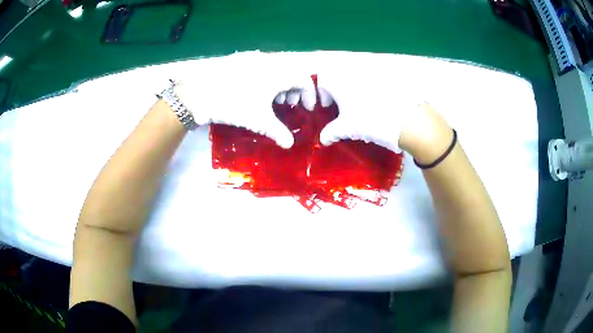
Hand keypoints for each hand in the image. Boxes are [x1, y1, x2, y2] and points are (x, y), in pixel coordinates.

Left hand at [176, 52, 313, 147]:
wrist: (200, 93)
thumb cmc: (234, 105)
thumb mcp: (259, 121)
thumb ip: (278, 132)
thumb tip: (290, 144)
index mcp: (278, 73)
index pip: (304, 79)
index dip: (310, 94)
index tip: (307, 108)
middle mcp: (269, 62)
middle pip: (291, 73)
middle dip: (294, 90)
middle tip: (288, 105)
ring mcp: (253, 59)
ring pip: (276, 69)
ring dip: (279, 84)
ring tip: (271, 100)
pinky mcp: (239, 60)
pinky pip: (261, 67)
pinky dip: (266, 78)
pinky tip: (255, 91)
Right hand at [296, 61, 426, 152]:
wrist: (405, 119)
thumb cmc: (369, 121)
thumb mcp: (347, 129)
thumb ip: (331, 133)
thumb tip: (322, 140)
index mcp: (339, 81)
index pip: (322, 79)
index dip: (322, 93)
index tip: (329, 107)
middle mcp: (353, 73)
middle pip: (339, 77)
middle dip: (338, 91)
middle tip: (344, 108)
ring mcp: (371, 74)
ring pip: (355, 79)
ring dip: (353, 91)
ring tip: (360, 108)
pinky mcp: (386, 77)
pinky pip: (372, 81)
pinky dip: (369, 91)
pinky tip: (376, 105)